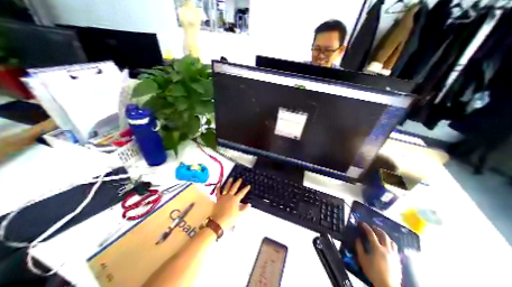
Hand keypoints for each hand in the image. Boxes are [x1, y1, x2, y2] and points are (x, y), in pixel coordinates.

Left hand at [210, 177, 250, 230]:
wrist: (218, 222)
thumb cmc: (230, 218)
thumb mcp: (239, 215)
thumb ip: (244, 209)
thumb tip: (249, 204)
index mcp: (235, 199)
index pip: (242, 193)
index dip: (246, 189)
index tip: (249, 185)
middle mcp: (230, 196)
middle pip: (234, 188)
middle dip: (238, 183)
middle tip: (240, 179)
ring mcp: (223, 197)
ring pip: (226, 188)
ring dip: (229, 183)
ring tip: (231, 178)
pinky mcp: (218, 199)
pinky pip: (218, 192)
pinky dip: (218, 188)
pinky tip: (218, 184)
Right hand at [355, 222, 401, 286]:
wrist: (388, 286)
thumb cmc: (373, 272)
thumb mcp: (362, 259)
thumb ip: (359, 247)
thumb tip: (358, 239)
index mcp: (377, 248)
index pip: (371, 234)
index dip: (366, 227)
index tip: (361, 223)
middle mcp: (387, 249)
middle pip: (383, 235)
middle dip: (377, 229)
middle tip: (371, 227)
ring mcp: (394, 255)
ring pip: (391, 241)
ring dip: (385, 236)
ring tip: (380, 235)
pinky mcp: (398, 261)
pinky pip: (395, 248)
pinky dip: (390, 243)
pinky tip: (386, 245)